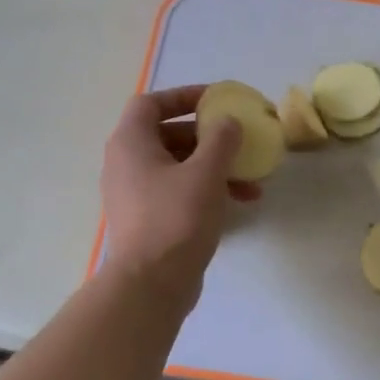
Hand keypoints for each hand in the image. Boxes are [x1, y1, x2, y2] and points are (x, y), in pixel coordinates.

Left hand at [100, 85, 253, 304]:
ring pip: (179, 166)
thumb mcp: (205, 173)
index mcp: (131, 143)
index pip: (151, 103)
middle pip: (168, 135)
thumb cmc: (176, 219)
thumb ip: (220, 140)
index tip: (215, 101)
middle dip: (208, 137)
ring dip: (215, 167)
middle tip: (238, 140)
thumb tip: (228, 122)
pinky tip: (240, 201)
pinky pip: (179, 191)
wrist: (151, 284)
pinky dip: (207, 189)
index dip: (183, 96)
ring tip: (251, 180)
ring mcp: (136, 193)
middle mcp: (127, 164)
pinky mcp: (149, 218)